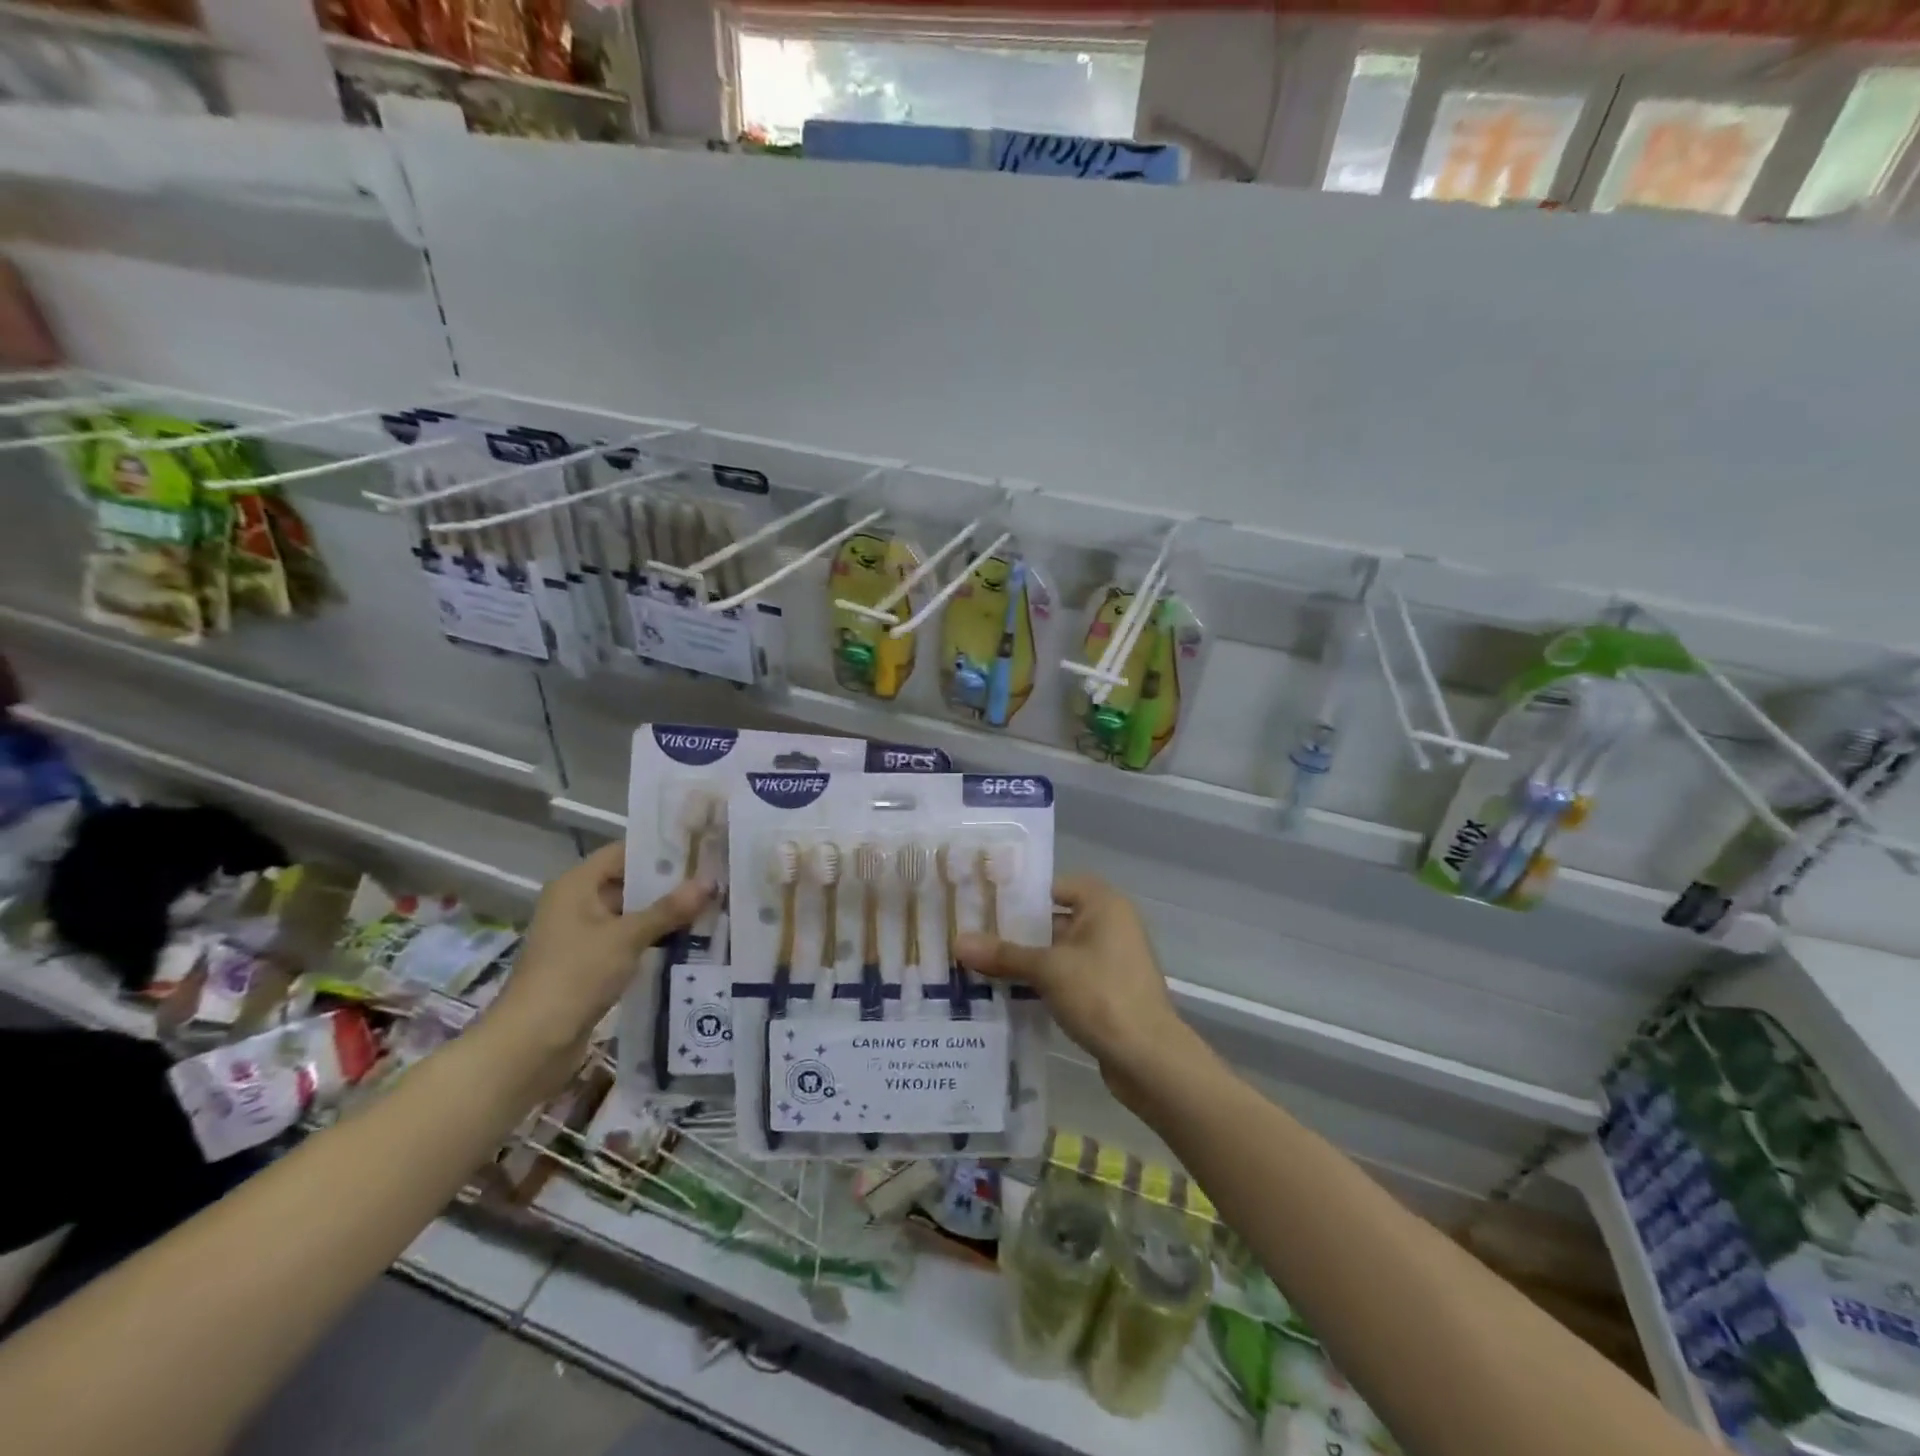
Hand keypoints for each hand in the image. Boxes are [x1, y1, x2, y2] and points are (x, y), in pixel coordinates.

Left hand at [489, 843, 710, 1075]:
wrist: (531, 1044)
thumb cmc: (575, 976)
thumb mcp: (626, 938)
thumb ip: (669, 909)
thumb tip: (710, 881)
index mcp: (576, 886)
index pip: (623, 852)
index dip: (660, 849)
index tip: (701, 848)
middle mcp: (577, 904)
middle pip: (629, 883)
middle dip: (670, 885)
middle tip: (715, 879)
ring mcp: (582, 936)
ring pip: (632, 915)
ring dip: (665, 915)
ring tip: (711, 908)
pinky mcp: (590, 965)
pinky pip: (628, 942)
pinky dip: (654, 940)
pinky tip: (689, 942)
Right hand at [956, 876, 1192, 1099]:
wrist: (1149, 1059)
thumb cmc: (1101, 995)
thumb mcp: (1047, 970)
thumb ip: (1003, 954)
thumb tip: (957, 942)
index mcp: (1103, 904)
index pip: (1053, 886)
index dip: (1019, 895)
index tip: (982, 905)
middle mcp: (1110, 925)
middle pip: (1054, 919)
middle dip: (1016, 932)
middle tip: (973, 937)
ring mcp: (1110, 960)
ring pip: (1058, 951)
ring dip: (1026, 961)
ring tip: (980, 966)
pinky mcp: (1107, 991)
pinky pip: (1067, 977)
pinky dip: (1042, 983)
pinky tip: (1007, 993)